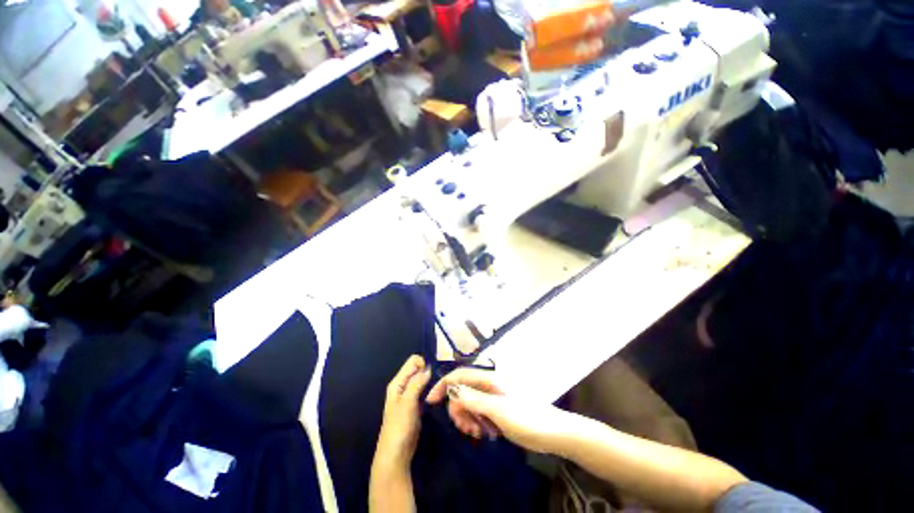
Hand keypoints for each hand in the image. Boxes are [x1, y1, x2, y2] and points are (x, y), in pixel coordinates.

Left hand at [374, 355, 432, 469]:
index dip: (423, 364)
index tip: (432, 375)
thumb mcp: (407, 402)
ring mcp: (410, 396)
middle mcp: (403, 386)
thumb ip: (417, 383)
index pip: (413, 362)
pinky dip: (431, 390)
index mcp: (398, 382)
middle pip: (418, 370)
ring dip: (431, 381)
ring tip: (439, 389)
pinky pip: (425, 391)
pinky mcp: (416, 405)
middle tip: (438, 383)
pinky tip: (437, 395)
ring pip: (423, 380)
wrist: (396, 454)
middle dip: (429, 372)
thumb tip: (428, 368)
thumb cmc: (399, 427)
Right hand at [426, 368, 571, 453]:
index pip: (460, 375)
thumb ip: (474, 399)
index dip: (443, 385)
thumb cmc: (527, 418)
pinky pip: (479, 412)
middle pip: (463, 391)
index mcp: (490, 378)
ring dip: (468, 418)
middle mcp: (490, 384)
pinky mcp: (498, 408)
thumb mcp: (498, 410)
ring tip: (477, 433)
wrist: (553, 433)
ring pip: (470, 403)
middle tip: (465, 429)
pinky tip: (485, 433)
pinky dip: (477, 422)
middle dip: (458, 409)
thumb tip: (452, 390)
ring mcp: (494, 396)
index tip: (430, 402)